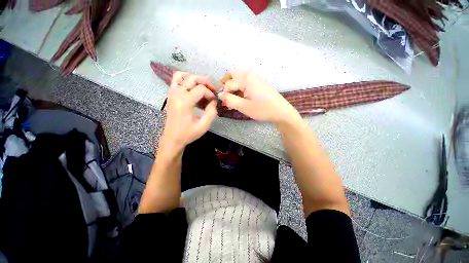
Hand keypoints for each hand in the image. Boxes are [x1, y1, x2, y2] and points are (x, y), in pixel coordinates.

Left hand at [160, 71, 217, 151]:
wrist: (172, 139)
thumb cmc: (188, 134)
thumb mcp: (204, 125)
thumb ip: (211, 111)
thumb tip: (214, 100)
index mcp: (184, 102)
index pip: (201, 89)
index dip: (210, 93)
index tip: (214, 101)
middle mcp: (176, 94)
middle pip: (192, 78)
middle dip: (205, 82)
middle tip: (213, 90)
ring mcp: (171, 93)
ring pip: (182, 75)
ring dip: (195, 78)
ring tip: (203, 87)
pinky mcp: (170, 95)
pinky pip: (176, 80)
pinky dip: (186, 79)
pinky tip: (193, 88)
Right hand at [218, 71, 299, 123]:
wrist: (281, 111)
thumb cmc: (262, 109)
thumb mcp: (244, 107)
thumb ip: (230, 100)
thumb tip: (219, 95)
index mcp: (246, 79)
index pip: (228, 84)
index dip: (223, 93)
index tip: (224, 104)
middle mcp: (250, 75)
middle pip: (232, 75)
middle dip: (226, 84)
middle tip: (224, 96)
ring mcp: (255, 78)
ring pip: (239, 78)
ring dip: (233, 86)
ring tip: (232, 99)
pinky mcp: (259, 83)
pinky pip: (245, 81)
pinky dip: (240, 87)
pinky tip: (240, 97)